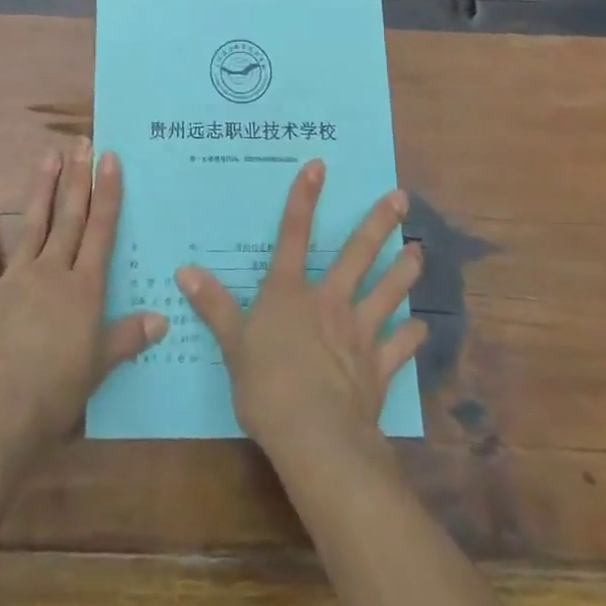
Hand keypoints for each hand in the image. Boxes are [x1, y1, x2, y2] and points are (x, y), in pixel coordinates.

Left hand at [0, 144, 167, 467]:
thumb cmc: (54, 392)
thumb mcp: (98, 368)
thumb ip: (128, 338)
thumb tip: (163, 317)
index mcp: (83, 289)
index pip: (100, 231)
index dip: (106, 193)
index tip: (109, 158)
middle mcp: (52, 273)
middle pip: (69, 218)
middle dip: (77, 179)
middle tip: (81, 142)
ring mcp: (15, 279)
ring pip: (32, 225)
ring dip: (41, 189)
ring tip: (48, 155)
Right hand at [177, 159, 424, 460]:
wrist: (316, 439)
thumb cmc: (267, 386)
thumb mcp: (232, 344)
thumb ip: (213, 306)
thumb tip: (183, 271)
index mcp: (289, 292)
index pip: (293, 234)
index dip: (304, 197)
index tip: (319, 166)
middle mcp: (328, 302)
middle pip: (356, 255)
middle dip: (378, 224)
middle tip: (400, 198)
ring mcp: (358, 333)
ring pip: (386, 293)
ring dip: (404, 272)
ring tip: (419, 253)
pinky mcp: (377, 368)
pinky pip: (398, 347)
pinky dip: (410, 336)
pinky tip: (422, 327)